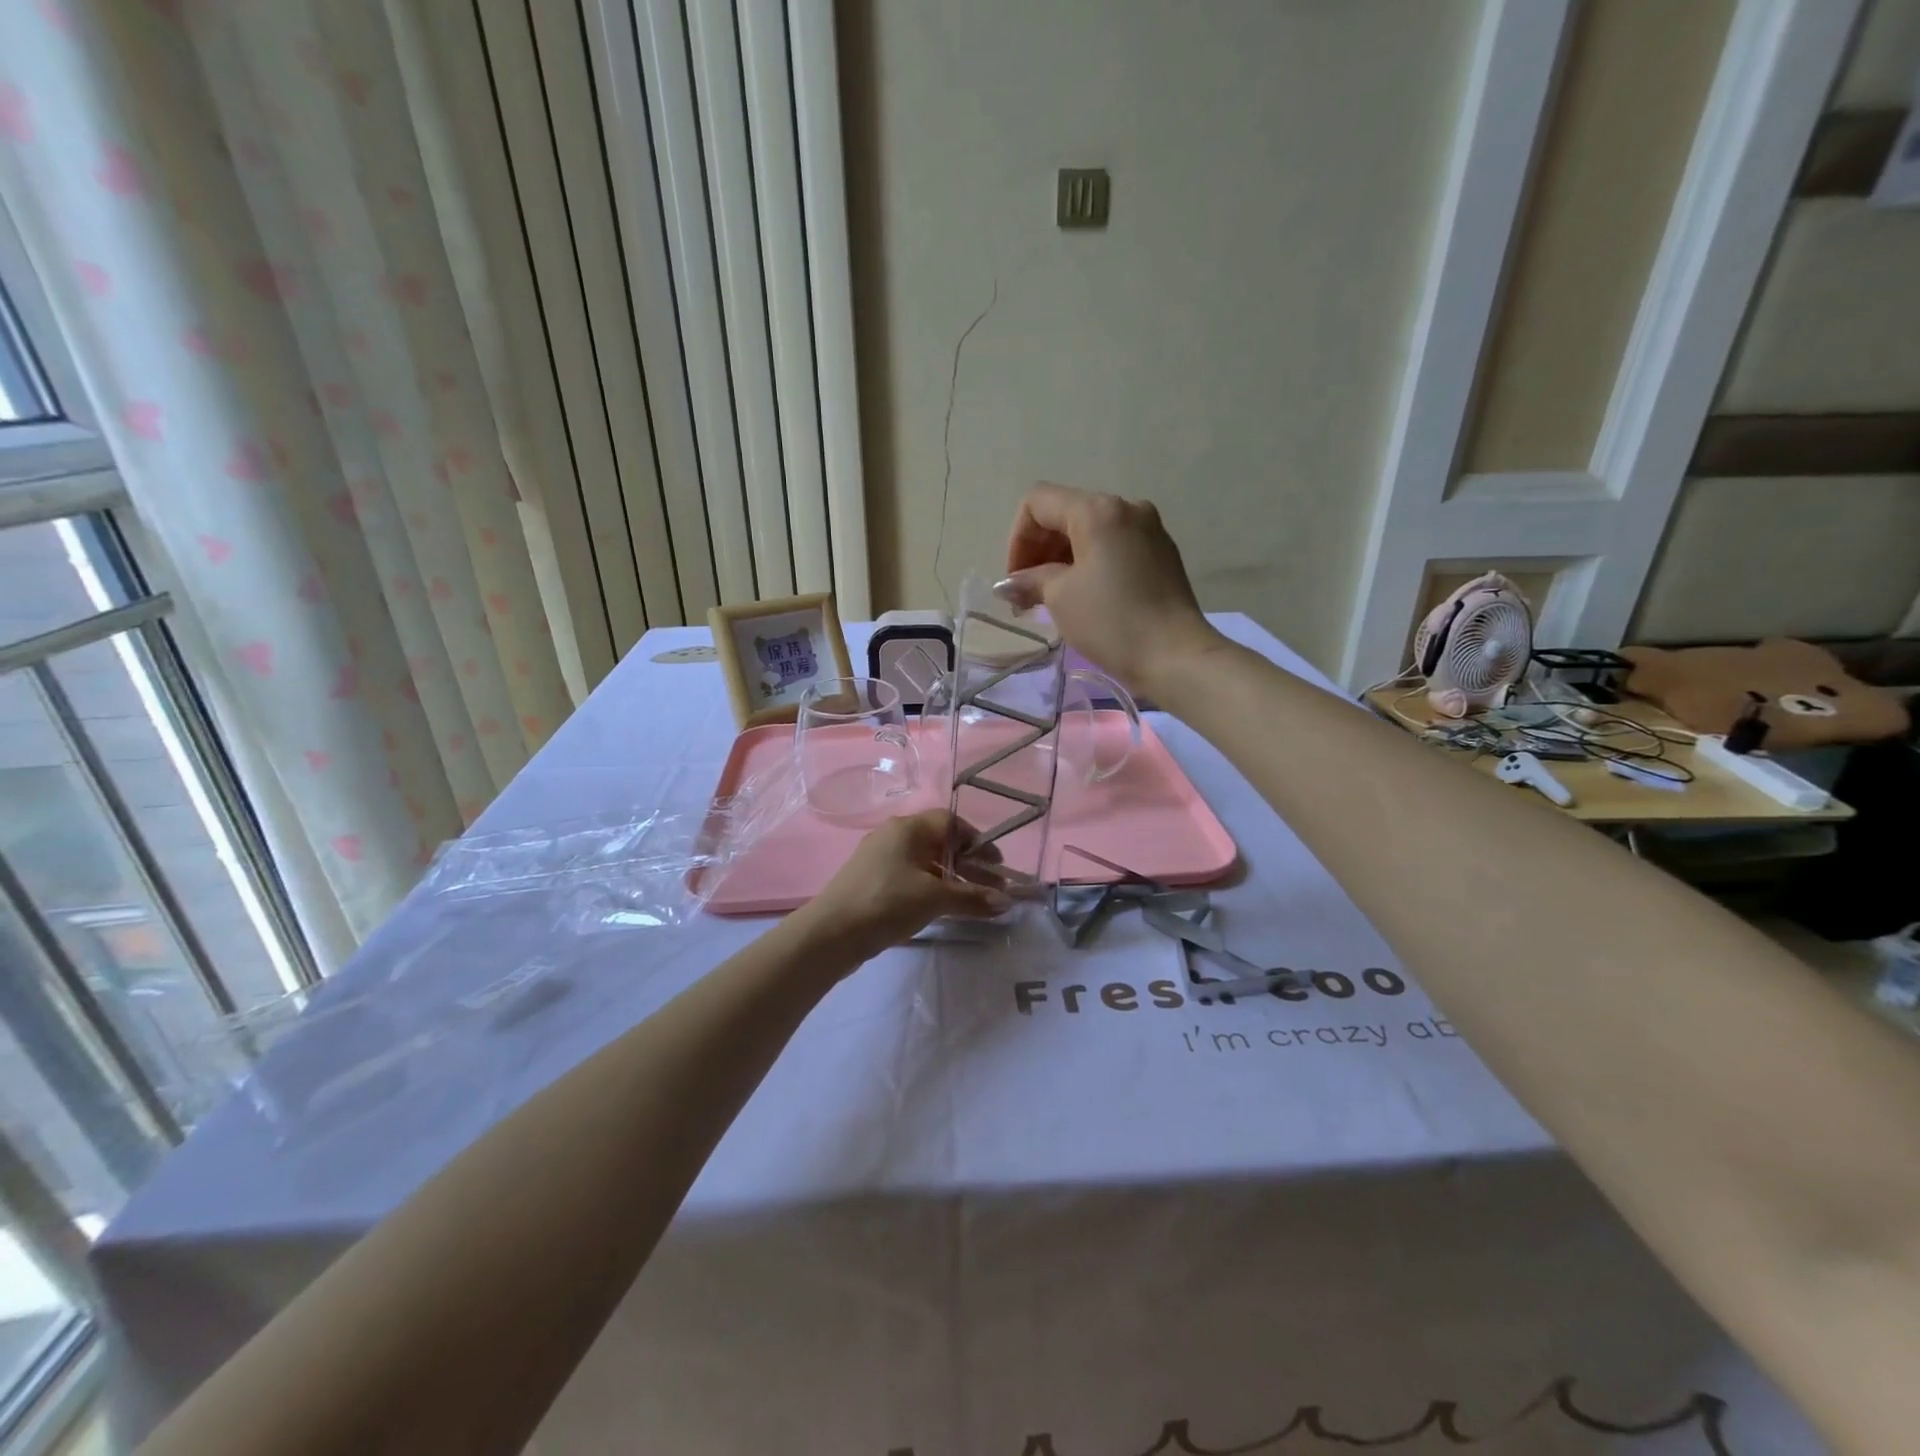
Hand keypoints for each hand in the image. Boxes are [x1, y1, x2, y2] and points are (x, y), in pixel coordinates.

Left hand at [797, 810, 1009, 965]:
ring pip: (925, 863)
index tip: (995, 864)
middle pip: (940, 843)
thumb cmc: (887, 902)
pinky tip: (943, 909)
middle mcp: (893, 836)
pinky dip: (931, 889)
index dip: (976, 841)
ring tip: (974, 902)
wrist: (831, 933)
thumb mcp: (934, 899)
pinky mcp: (872, 882)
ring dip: (952, 880)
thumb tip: (1006, 902)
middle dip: (969, 865)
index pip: (950, 822)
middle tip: (993, 887)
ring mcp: (880, 859)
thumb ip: (972, 898)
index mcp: (908, 828)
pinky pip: (911, 878)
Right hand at [1001, 482, 1224, 695]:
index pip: (1038, 503)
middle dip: (1039, 551)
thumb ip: (1031, 580)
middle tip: (1027, 595)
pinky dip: (1090, 565)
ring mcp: (1148, 529)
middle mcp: (1126, 508)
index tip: (1016, 581)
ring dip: (1062, 560)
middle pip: (1066, 513)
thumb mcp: (1060, 597)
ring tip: (1051, 599)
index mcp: (1098, 510)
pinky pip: (1114, 547)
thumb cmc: (1111, 621)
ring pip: (1090, 531)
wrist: (1175, 655)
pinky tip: (1084, 598)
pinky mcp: (1161, 554)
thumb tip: (1010, 583)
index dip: (1017, 539)